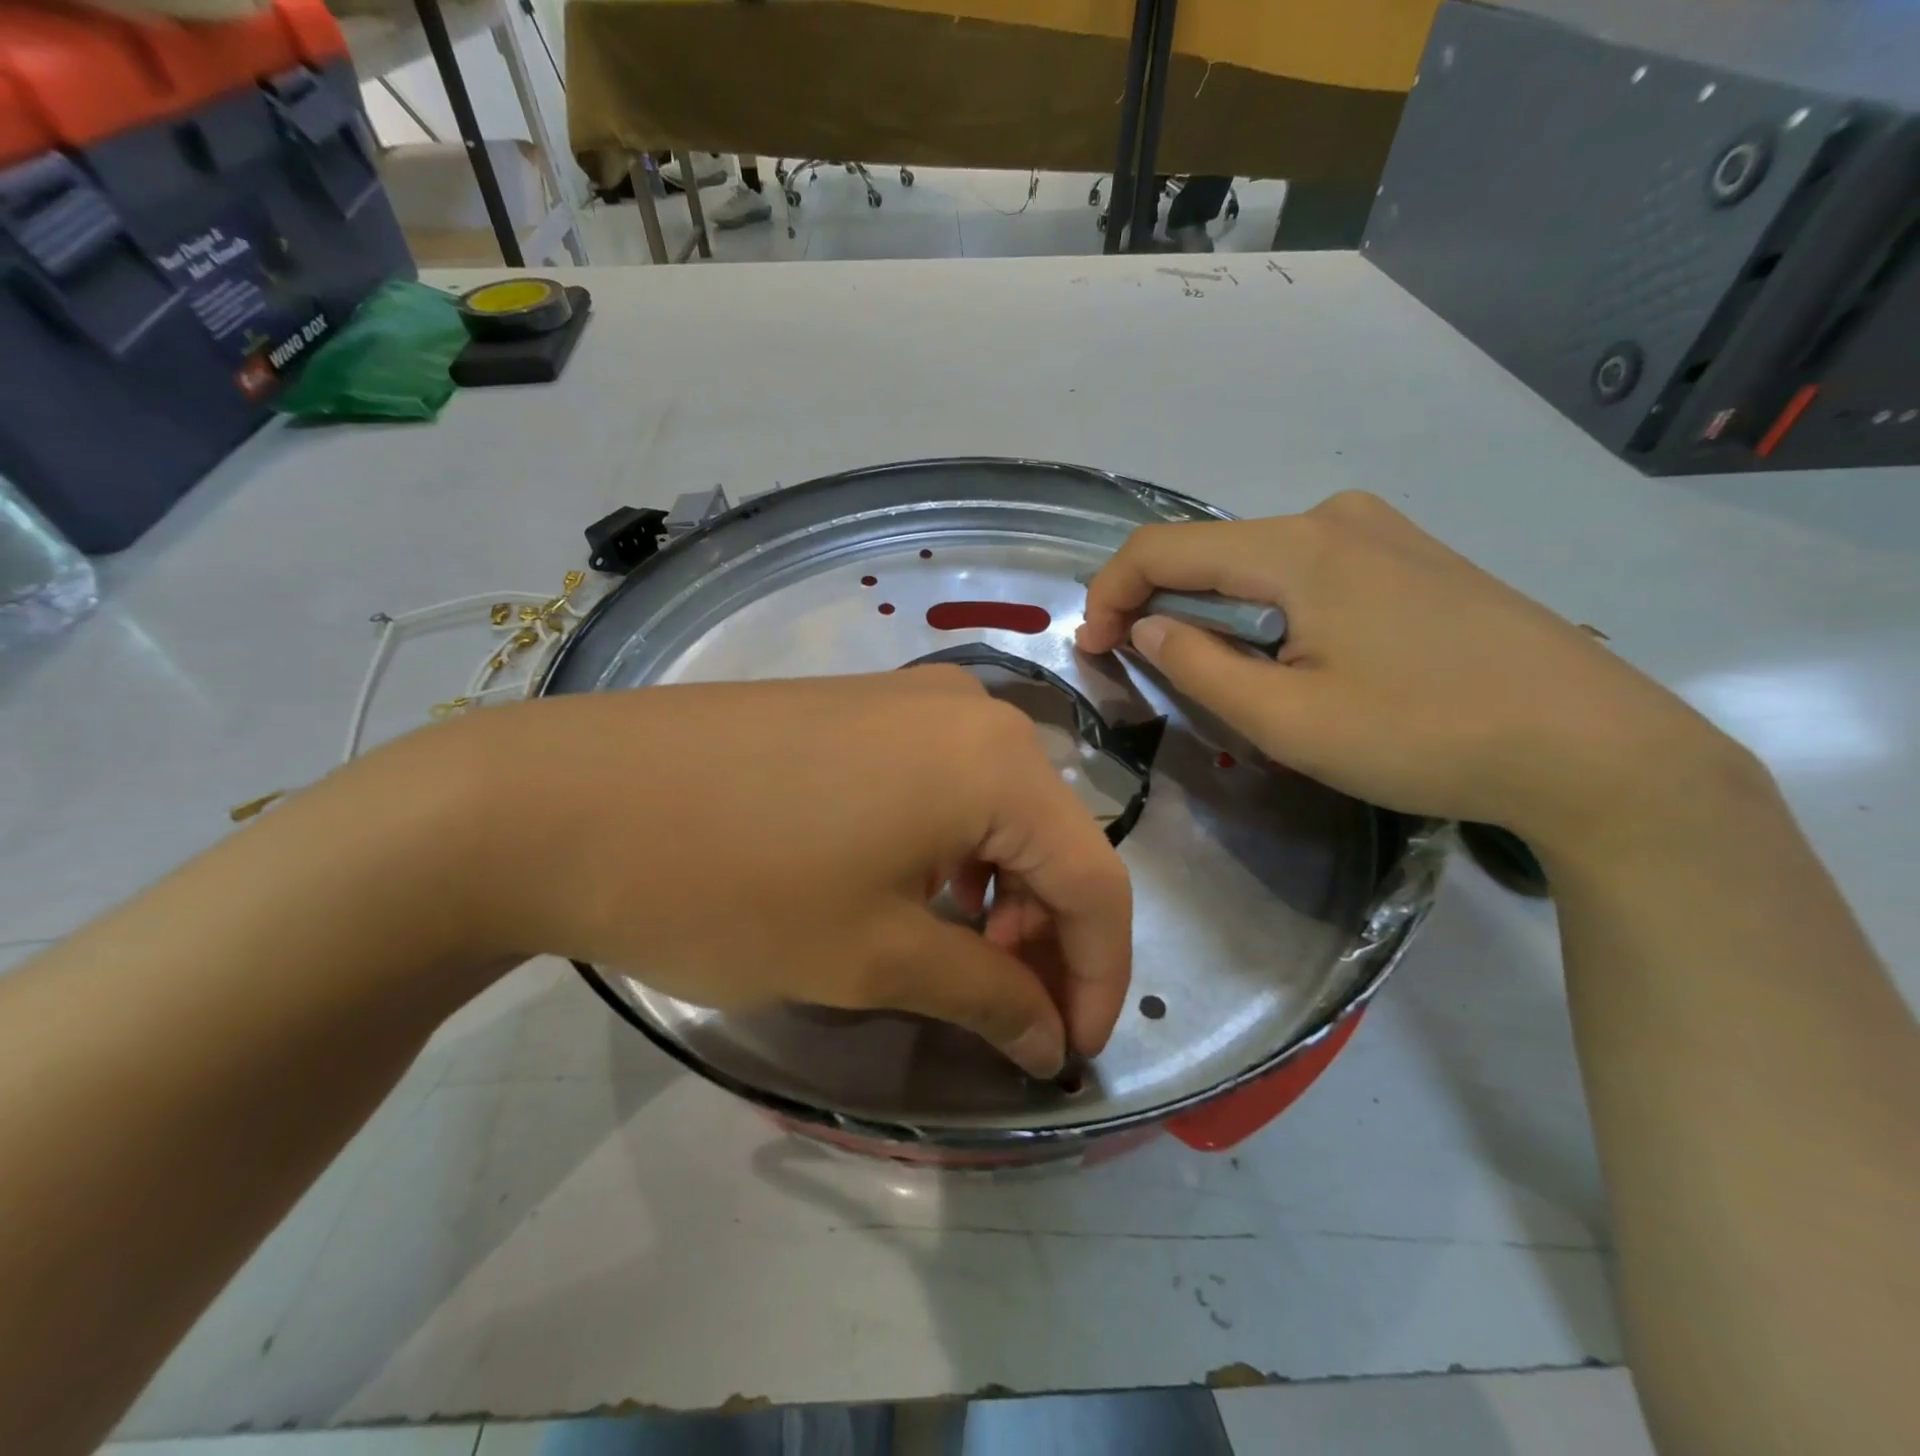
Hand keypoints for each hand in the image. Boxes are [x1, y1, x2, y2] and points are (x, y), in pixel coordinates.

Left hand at [391, 667, 1131, 1076]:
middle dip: (1045, 938)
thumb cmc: (733, 884)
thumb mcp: (873, 957)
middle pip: (1049, 839)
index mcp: (997, 761)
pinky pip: (942, 784)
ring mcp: (911, 698)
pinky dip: (951, 850)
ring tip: (956, 960)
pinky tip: (910, 893)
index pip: (1096, 881)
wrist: (562, 798)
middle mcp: (972, 711)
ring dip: (998, 894)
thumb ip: (985, 997)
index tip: (1073, 1052)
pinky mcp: (860, 706)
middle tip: (1010, 1016)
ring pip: (997, 811)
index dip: (1099, 975)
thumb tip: (1051, 1042)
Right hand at [1077, 491, 1749, 855]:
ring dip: (1214, 610)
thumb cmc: (1425, 736)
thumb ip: (1199, 665)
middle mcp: (1334, 518)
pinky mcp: (1414, 558)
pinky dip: (1266, 608)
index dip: (1111, 593)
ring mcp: (1382, 532)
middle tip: (1137, 666)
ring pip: (1258, 564)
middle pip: (1210, 552)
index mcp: (1297, 548)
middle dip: (1158, 603)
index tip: (1091, 647)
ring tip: (1212, 673)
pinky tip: (1287, 656)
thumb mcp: (1288, 719)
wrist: (1594, 748)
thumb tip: (1148, 626)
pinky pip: (1307, 572)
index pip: (1163, 548)